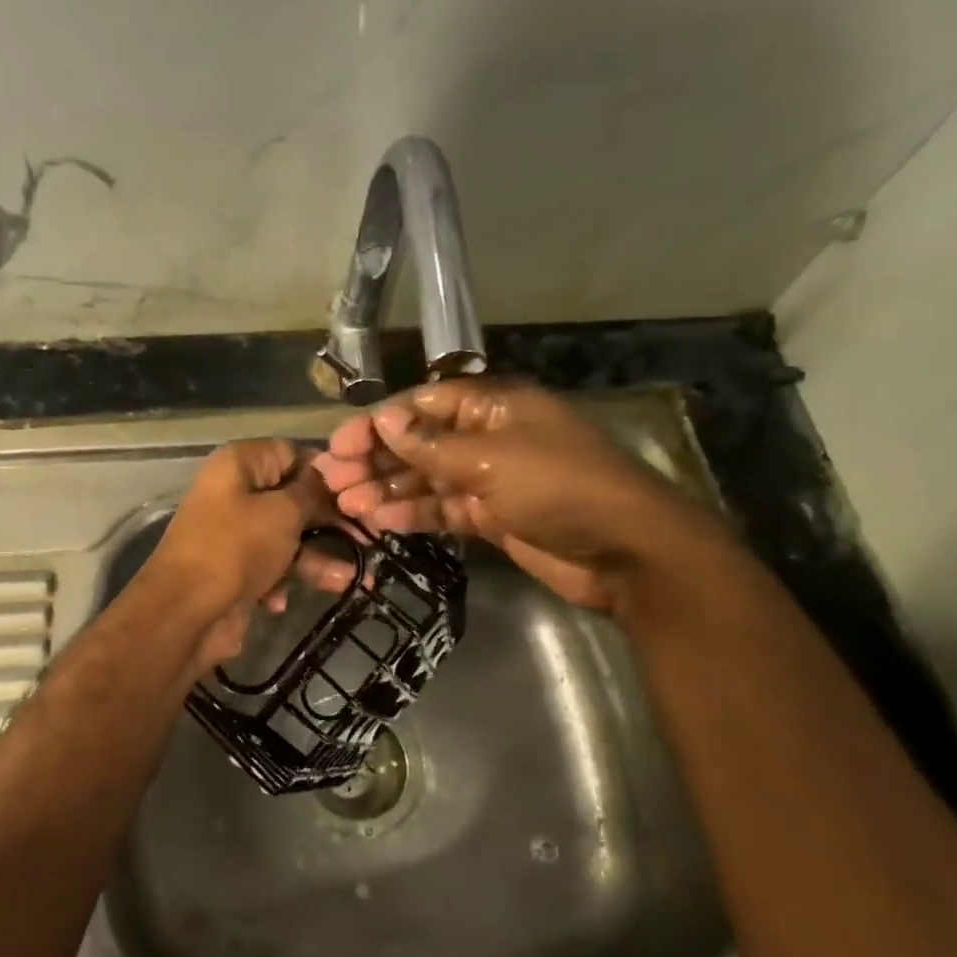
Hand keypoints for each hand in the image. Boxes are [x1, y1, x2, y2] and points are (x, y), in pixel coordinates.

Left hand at [144, 439, 352, 667]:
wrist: (186, 613)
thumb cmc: (237, 548)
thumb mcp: (283, 512)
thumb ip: (312, 492)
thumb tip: (328, 474)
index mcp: (240, 465)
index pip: (292, 453)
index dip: (326, 473)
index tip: (359, 494)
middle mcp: (234, 493)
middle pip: (293, 499)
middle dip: (329, 523)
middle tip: (368, 539)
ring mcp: (233, 533)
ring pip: (287, 538)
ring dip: (317, 559)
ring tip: (352, 580)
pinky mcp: (234, 570)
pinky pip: (270, 567)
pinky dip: (283, 581)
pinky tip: (283, 601)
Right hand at [312, 379, 717, 608]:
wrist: (624, 550)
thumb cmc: (558, 487)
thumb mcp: (490, 459)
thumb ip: (431, 446)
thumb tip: (384, 421)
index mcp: (492, 406)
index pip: (422, 406)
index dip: (378, 424)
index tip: (339, 446)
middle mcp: (487, 437)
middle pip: (418, 444)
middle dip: (375, 461)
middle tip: (332, 482)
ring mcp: (489, 479)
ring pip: (425, 480)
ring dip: (386, 491)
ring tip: (346, 507)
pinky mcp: (491, 516)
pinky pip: (442, 510)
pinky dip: (412, 516)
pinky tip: (378, 523)